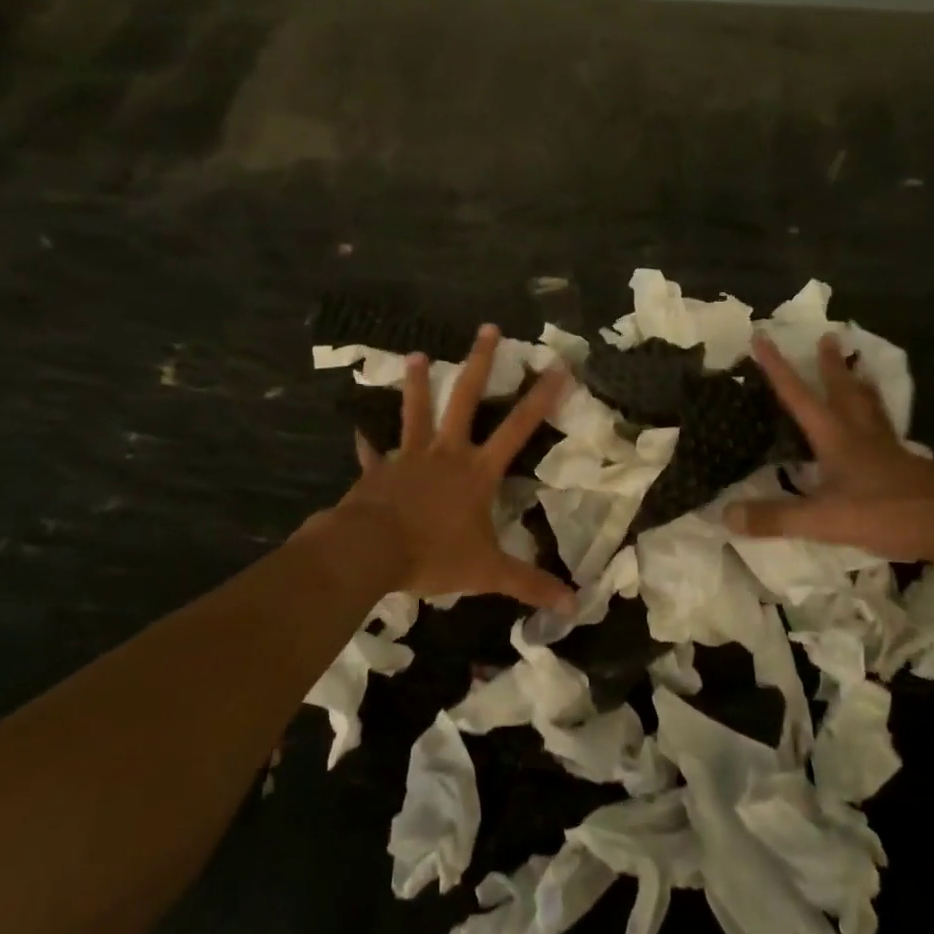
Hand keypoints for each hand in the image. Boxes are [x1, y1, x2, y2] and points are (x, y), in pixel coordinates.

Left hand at [324, 325, 574, 610]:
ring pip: (416, 412)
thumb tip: (574, 605)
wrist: (370, 551)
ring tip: (419, 354)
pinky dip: (368, 443)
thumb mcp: (487, 572)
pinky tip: (359, 431)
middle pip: (466, 400)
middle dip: (480, 363)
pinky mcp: (378, 470)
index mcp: (477, 471)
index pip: (517, 428)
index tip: (557, 366)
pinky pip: (373, 453)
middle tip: (488, 328)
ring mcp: (409, 457)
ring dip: (419, 384)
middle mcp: (446, 453)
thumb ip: (529, 584)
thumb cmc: (433, 554)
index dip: (540, 397)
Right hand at [726, 332, 933, 562]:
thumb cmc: (884, 512)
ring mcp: (886, 447)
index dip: (777, 367)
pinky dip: (877, 416)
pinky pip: (885, 429)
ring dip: (860, 382)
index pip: (798, 395)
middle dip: (831, 364)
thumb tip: (727, 515)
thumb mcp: (822, 520)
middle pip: (842, 389)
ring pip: (869, 404)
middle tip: (829, 336)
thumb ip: (776, 517)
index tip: (762, 337)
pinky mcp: (905, 463)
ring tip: (860, 366)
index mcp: (835, 437)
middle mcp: (860, 433)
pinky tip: (880, 426)